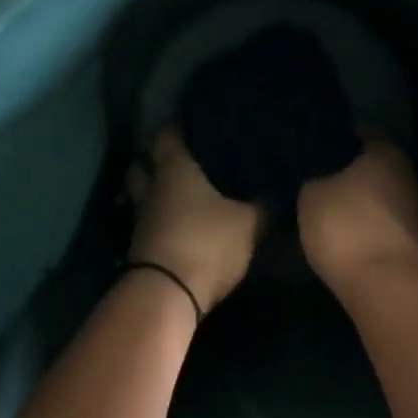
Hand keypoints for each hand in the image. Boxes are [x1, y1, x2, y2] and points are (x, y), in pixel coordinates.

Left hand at [129, 128, 260, 313]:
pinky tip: (179, 223)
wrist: (167, 295)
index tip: (194, 122)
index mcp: (174, 167)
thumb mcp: (248, 223)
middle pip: (143, 163)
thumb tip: (277, 187)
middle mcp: (153, 187)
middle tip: (183, 157)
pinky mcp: (140, 247)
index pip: (166, 134)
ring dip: (156, 192)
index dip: (177, 126)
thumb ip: (263, 204)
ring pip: (143, 194)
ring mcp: (142, 218)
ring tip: (180, 192)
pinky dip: (160, 219)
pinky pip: (149, 222)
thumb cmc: (206, 243)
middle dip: (157, 159)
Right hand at [298, 137, 417, 296]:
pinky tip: (352, 239)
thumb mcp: (311, 196)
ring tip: (336, 212)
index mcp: (387, 154)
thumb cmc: (347, 228)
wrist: (389, 290)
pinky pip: (390, 227)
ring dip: (366, 204)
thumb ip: (316, 179)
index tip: (323, 145)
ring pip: (386, 198)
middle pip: (380, 167)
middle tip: (326, 179)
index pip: (366, 133)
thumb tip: (320, 178)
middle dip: (356, 172)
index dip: (344, 137)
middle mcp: (410, 176)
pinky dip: (373, 229)